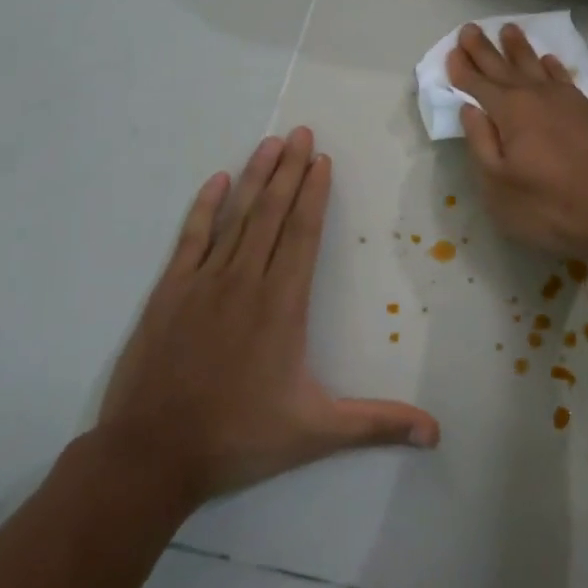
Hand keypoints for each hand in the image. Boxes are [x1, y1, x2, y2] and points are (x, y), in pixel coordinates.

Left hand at [96, 128, 438, 509]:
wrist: (151, 455)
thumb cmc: (239, 437)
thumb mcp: (316, 433)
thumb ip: (377, 424)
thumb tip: (436, 433)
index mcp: (282, 304)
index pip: (303, 233)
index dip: (314, 193)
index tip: (321, 159)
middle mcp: (245, 281)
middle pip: (272, 213)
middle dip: (289, 169)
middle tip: (300, 132)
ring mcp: (203, 283)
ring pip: (236, 217)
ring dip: (255, 177)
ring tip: (269, 143)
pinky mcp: (169, 292)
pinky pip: (191, 238)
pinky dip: (205, 208)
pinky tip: (216, 181)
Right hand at [447, 23, 587, 261]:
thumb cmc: (554, 207)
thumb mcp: (500, 187)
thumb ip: (482, 145)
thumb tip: (469, 110)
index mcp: (511, 113)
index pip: (479, 85)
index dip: (462, 70)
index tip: (451, 51)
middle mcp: (538, 97)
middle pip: (505, 68)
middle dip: (484, 49)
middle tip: (469, 28)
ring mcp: (569, 102)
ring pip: (537, 66)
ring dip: (520, 49)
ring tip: (508, 30)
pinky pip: (564, 77)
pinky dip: (553, 67)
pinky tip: (550, 61)